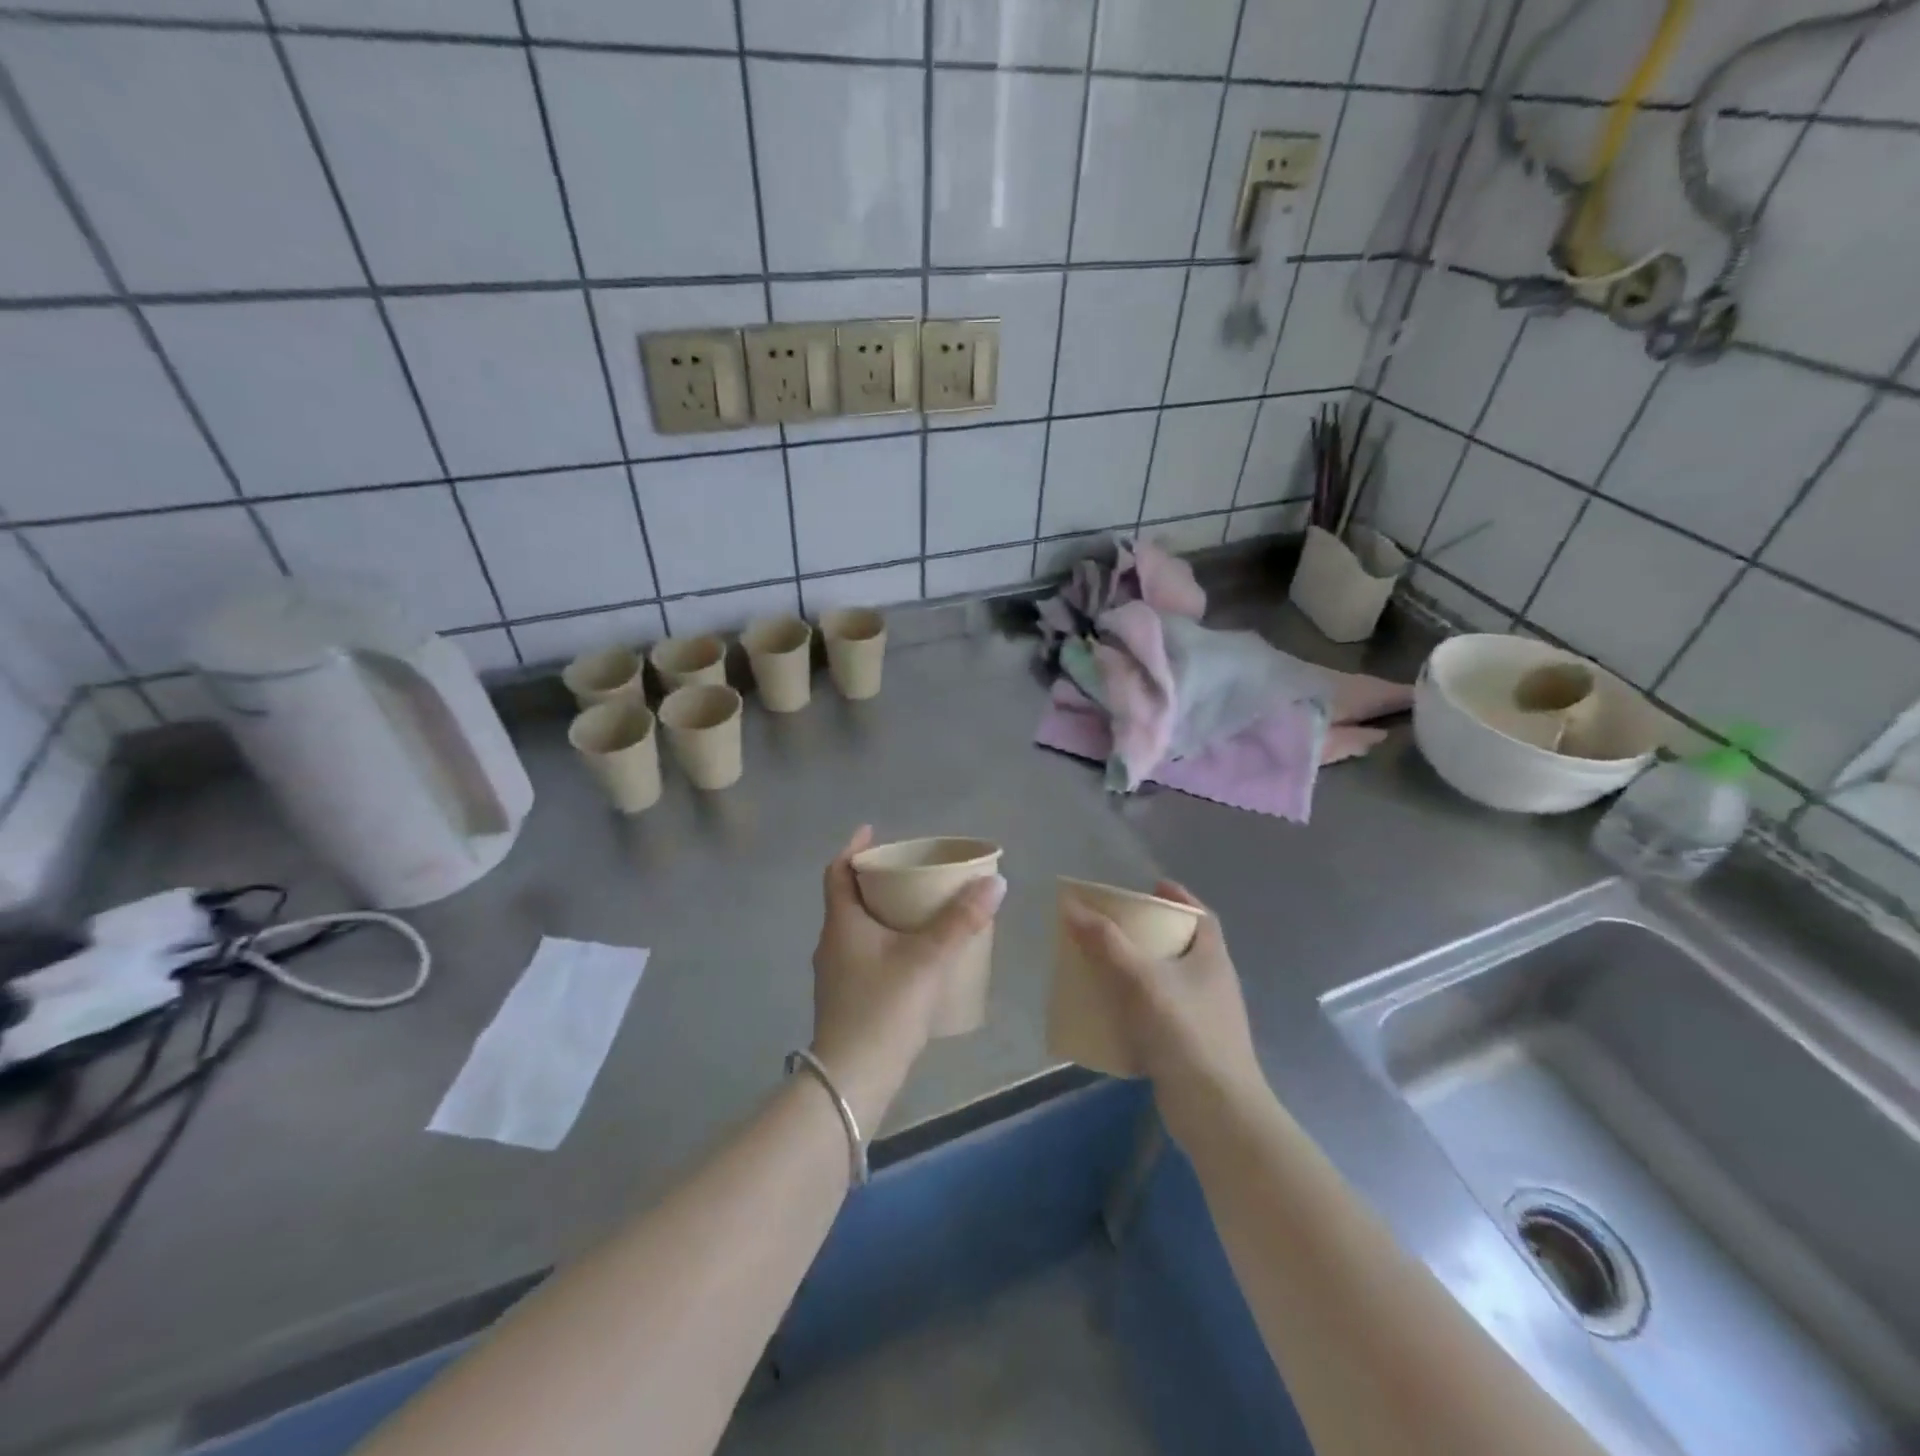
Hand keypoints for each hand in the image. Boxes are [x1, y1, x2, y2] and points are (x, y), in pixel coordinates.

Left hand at [809, 826, 1007, 1130]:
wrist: (852, 1082)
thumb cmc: (883, 1009)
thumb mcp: (927, 959)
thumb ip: (961, 921)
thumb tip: (995, 883)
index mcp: (842, 924)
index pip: (837, 873)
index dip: (853, 849)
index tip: (873, 832)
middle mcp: (832, 944)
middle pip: (850, 899)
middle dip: (877, 881)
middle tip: (910, 872)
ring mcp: (836, 976)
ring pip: (858, 930)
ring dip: (883, 914)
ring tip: (918, 910)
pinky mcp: (847, 1001)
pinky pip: (866, 956)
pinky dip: (886, 943)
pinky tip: (914, 958)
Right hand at [1061, 882, 1265, 1144]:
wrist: (1216, 1112)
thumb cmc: (1184, 1031)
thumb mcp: (1140, 978)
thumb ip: (1105, 942)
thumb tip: (1071, 906)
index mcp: (1212, 958)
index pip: (1201, 916)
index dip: (1177, 898)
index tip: (1150, 887)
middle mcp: (1213, 984)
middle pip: (1182, 947)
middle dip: (1149, 934)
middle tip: (1114, 927)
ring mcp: (1206, 1019)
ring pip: (1169, 982)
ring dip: (1140, 971)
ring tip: (1105, 966)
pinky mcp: (1191, 1049)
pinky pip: (1161, 1015)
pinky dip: (1137, 1007)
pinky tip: (1112, 1013)